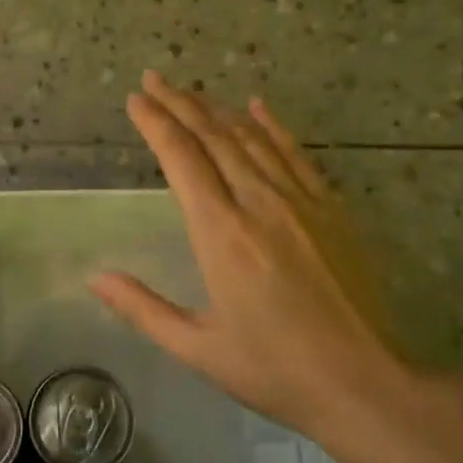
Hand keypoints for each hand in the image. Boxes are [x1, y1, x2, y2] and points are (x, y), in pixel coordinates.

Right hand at [90, 72, 430, 461]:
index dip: (156, 124)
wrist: (367, 383)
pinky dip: (273, 127)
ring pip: (252, 139)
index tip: (136, 100)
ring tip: (192, 92)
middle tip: (154, 80)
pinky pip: (296, 154)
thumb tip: (95, 278)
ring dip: (218, 110)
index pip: (182, 160)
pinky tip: (258, 108)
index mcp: (221, 234)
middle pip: (214, 137)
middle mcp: (259, 203)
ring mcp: (301, 202)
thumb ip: (143, 309)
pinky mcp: (331, 210)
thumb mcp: (199, 348)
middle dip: (180, 104)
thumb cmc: (275, 370)